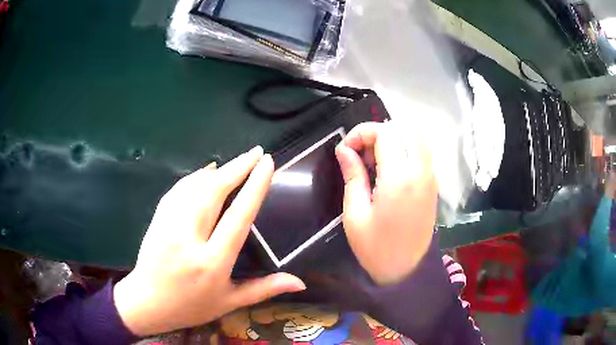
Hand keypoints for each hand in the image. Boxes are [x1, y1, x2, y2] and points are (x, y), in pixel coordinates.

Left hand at [114, 147, 305, 336]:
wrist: (147, 303)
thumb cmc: (191, 307)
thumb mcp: (230, 302)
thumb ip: (265, 289)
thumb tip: (301, 283)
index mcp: (213, 262)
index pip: (238, 217)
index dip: (254, 187)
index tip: (267, 164)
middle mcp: (189, 239)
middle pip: (214, 193)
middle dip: (238, 168)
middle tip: (256, 152)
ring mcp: (168, 226)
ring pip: (194, 187)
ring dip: (217, 170)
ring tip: (236, 161)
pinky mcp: (157, 220)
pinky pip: (177, 191)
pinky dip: (193, 177)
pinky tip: (205, 172)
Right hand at [335, 122, 436, 285]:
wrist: (406, 271)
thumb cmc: (376, 248)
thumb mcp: (355, 214)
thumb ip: (352, 175)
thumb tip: (344, 149)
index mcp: (400, 178)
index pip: (384, 132)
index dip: (361, 133)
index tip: (345, 149)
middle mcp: (421, 170)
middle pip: (403, 127)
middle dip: (378, 132)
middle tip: (360, 154)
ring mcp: (431, 176)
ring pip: (415, 136)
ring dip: (393, 138)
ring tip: (374, 161)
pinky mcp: (433, 183)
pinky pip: (420, 151)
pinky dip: (404, 148)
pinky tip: (389, 169)